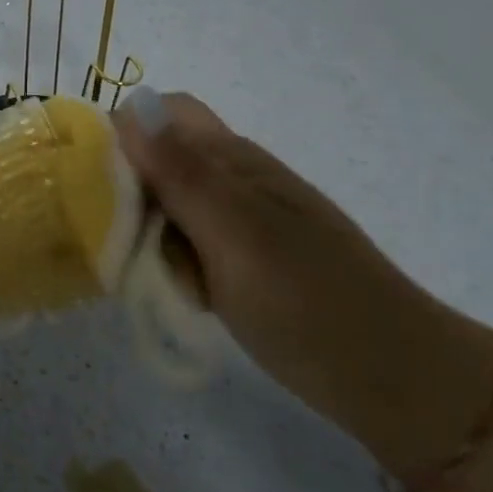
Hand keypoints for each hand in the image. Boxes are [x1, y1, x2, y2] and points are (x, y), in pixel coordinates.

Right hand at [115, 87, 492, 476]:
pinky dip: (170, 259)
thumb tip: (126, 108)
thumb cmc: (312, 303)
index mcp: (234, 158)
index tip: (96, 182)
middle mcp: (234, 178)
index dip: (122, 134)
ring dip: (147, 230)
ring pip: (167, 202)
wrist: (396, 382)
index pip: (159, 113)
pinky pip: (186, 240)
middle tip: (121, 239)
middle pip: (157, 157)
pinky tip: (178, 290)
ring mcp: (240, 220)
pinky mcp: (242, 258)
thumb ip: (180, 174)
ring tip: (150, 274)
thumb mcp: (236, 236)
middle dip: (128, 189)